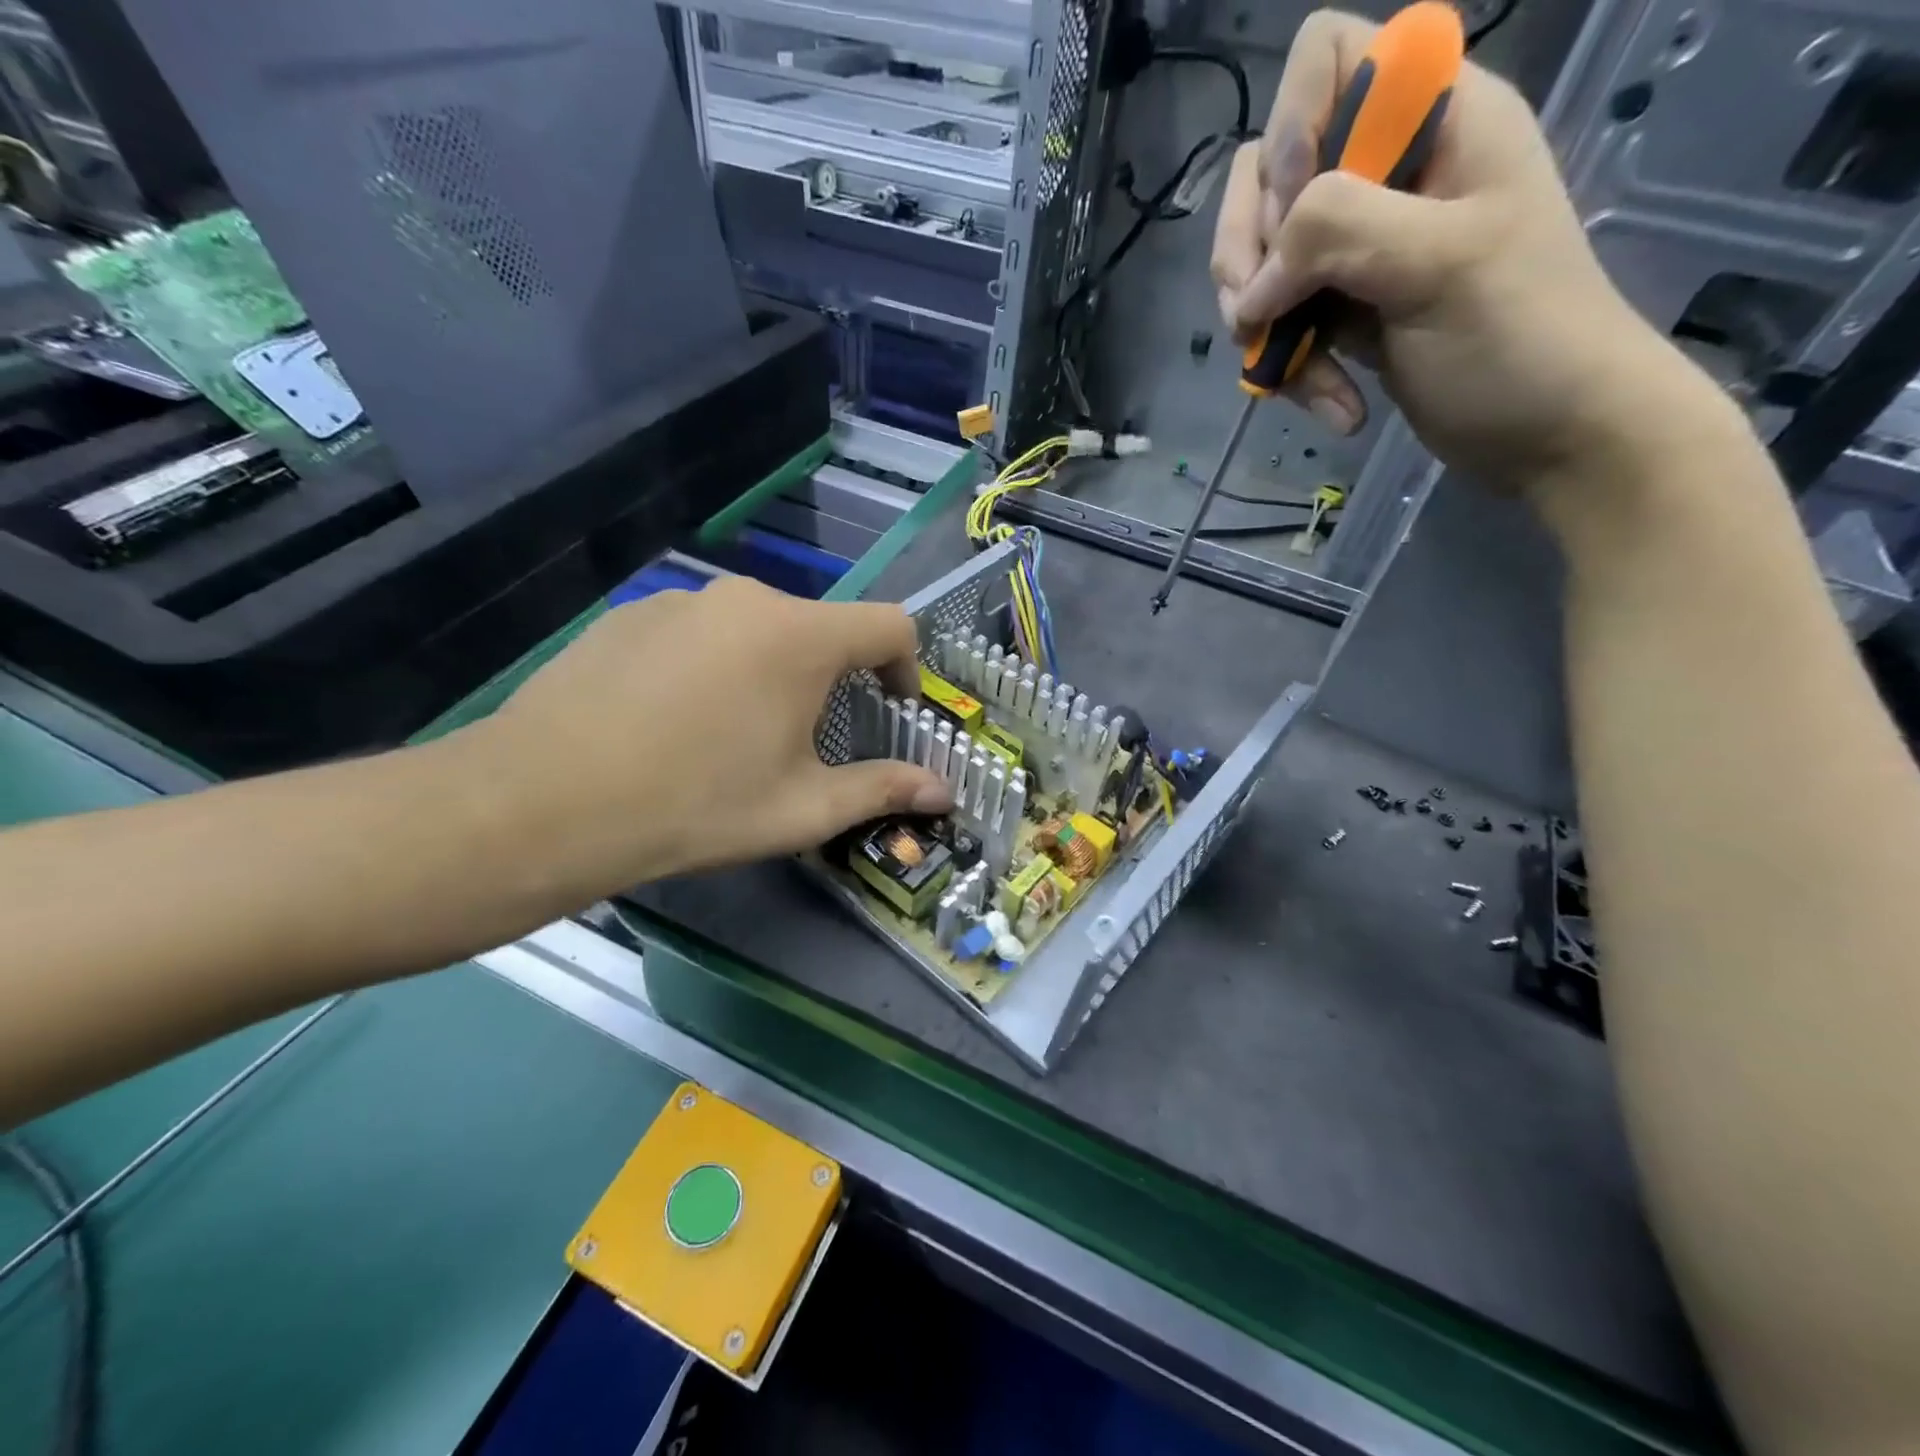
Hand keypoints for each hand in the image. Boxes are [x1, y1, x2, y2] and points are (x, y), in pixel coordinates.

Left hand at [464, 576, 951, 897]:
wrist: (545, 802)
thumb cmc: (696, 806)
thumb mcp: (802, 809)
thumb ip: (883, 790)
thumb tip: (945, 793)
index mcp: (801, 637)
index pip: (890, 624)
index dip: (906, 666)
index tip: (890, 710)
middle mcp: (747, 599)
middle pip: (819, 628)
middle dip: (830, 679)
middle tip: (802, 741)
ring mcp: (682, 600)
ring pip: (755, 629)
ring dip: (768, 672)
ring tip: (730, 735)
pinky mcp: (631, 614)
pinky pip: (699, 633)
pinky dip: (711, 666)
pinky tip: (671, 722)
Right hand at [1210, 10, 1685, 489]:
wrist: (1550, 434)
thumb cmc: (1520, 339)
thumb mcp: (1439, 264)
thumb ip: (1341, 230)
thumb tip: (1253, 280)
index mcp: (1435, 118)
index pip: (1326, 60)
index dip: (1291, 132)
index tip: (1295, 217)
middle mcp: (1389, 171)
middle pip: (1269, 172)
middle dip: (1251, 251)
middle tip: (1257, 313)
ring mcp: (1362, 246)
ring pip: (1263, 259)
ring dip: (1263, 326)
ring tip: (1295, 378)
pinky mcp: (1345, 309)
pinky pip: (1281, 321)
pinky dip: (1290, 367)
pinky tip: (1329, 403)